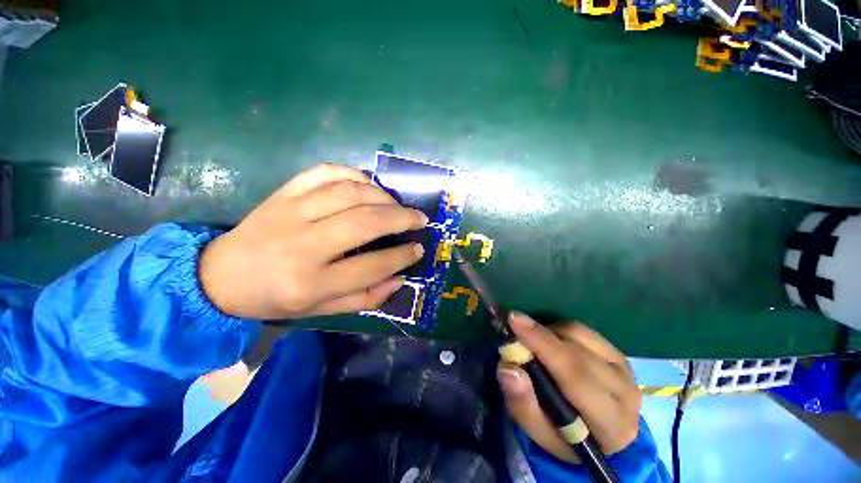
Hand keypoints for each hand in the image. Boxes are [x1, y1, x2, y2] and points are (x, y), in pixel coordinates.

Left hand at [199, 163, 427, 319]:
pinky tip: (369, 185)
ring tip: (397, 205)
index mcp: (311, 283)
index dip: (402, 256)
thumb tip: (399, 278)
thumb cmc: (275, 298)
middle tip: (420, 219)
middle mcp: (302, 245)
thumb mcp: (321, 310)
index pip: (371, 266)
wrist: (221, 275)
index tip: (418, 249)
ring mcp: (291, 212)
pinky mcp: (284, 192)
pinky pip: (326, 172)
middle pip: (365, 222)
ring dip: (383, 196)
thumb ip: (365, 298)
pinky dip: (354, 174)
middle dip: (402, 218)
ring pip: (350, 193)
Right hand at [497, 313, 641, 462]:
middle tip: (514, 323)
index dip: (543, 345)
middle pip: (578, 354)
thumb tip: (509, 368)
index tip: (515, 322)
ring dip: (550, 333)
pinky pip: (583, 331)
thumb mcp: (536, 430)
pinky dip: (560, 330)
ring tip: (533, 342)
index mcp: (611, 426)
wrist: (595, 434)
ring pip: (580, 336)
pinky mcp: (619, 355)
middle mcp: (626, 395)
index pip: (576, 377)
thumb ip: (521, 402)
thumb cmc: (561, 435)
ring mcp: (625, 371)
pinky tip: (550, 341)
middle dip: (541, 335)